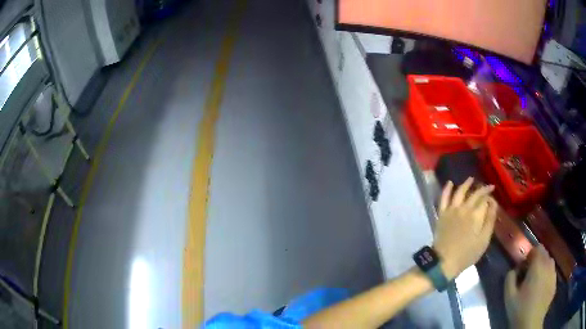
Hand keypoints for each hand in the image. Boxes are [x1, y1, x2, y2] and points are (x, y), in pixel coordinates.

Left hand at [433, 178, 496, 279]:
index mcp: (476, 215)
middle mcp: (464, 208)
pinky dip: (447, 189)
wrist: (444, 262)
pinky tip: (450, 182)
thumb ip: (490, 220)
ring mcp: (452, 210)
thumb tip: (493, 204)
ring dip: (466, 184)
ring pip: (460, 192)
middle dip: (483, 189)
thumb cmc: (467, 254)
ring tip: (472, 179)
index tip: (493, 198)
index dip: (490, 198)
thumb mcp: (484, 240)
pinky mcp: (442, 214)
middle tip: (488, 187)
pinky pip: (443, 198)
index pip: (485, 200)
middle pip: (475, 194)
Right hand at [505, 245, 556, 328]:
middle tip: (528, 275)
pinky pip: (552, 274)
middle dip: (537, 260)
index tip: (523, 267)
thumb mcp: (509, 297)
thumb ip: (510, 278)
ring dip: (543, 267)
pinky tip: (540, 290)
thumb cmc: (520, 310)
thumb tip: (513, 269)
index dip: (530, 255)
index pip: (537, 248)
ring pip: (550, 263)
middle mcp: (549, 265)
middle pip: (544, 254)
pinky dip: (547, 277)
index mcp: (538, 265)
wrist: (531, 324)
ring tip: (535, 282)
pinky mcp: (555, 283)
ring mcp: (554, 274)